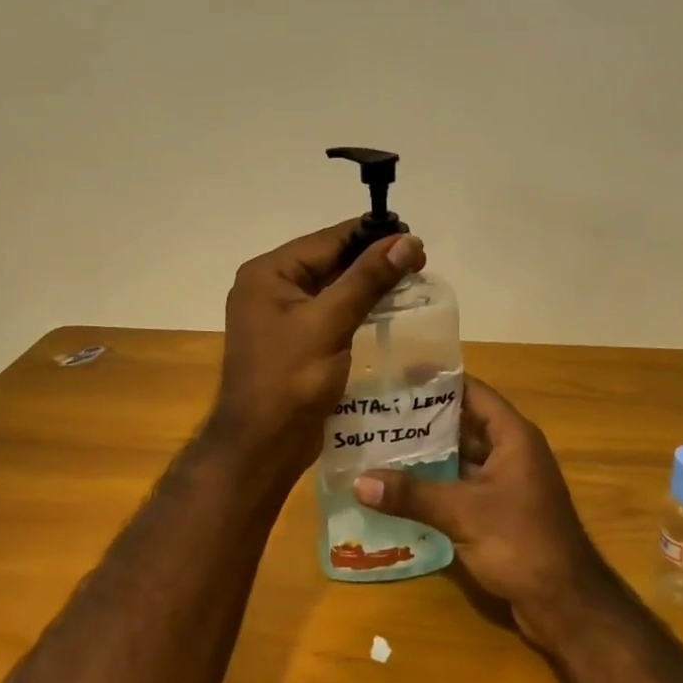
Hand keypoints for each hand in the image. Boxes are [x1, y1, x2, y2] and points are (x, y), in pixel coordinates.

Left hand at [208, 220, 426, 489]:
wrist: (262, 447)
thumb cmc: (290, 380)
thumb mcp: (330, 323)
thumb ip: (368, 279)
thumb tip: (407, 240)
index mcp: (269, 273)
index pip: (328, 240)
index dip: (372, 236)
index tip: (414, 238)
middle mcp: (271, 287)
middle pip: (330, 260)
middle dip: (373, 260)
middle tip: (420, 262)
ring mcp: (281, 315)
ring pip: (333, 286)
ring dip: (369, 284)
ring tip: (411, 281)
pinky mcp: (295, 340)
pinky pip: (331, 312)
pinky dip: (358, 307)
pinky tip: (388, 309)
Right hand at [351, 378, 616, 650]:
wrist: (565, 604)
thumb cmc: (522, 543)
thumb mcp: (464, 513)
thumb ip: (413, 495)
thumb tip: (359, 481)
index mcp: (513, 436)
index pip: (472, 392)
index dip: (437, 382)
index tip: (396, 377)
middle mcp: (510, 452)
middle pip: (462, 425)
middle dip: (422, 421)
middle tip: (376, 414)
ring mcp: (505, 484)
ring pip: (459, 458)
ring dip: (426, 456)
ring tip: (378, 447)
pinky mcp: (497, 512)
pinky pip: (460, 487)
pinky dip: (434, 486)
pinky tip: (399, 490)